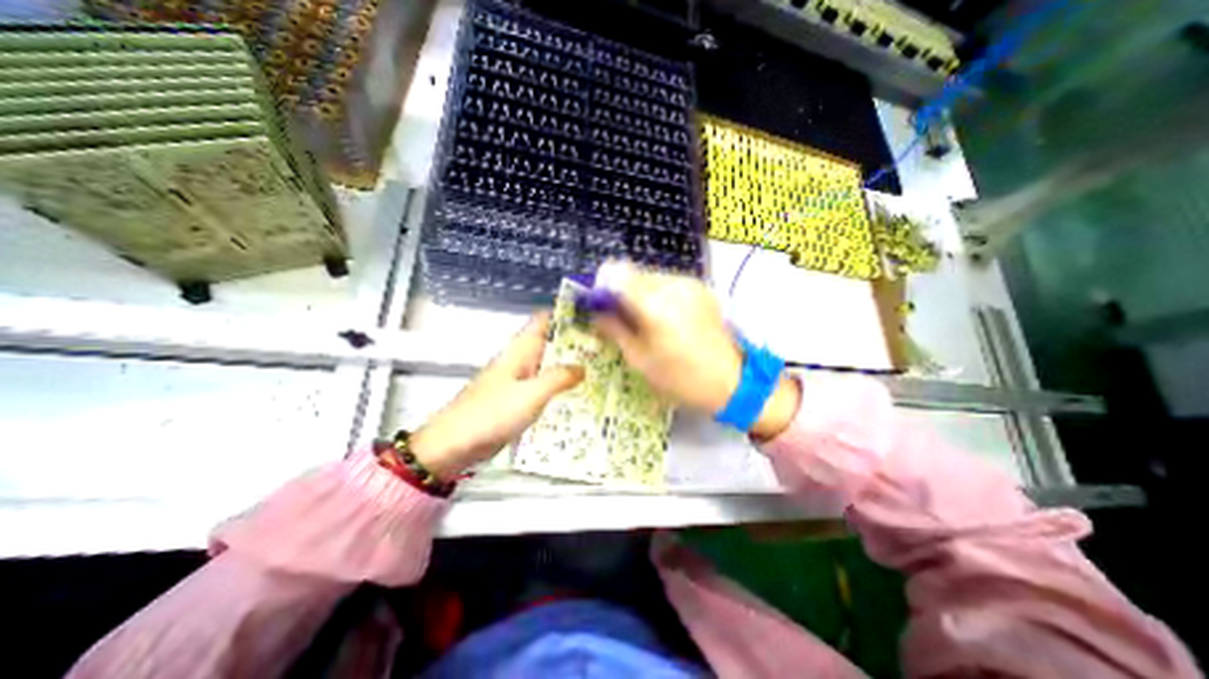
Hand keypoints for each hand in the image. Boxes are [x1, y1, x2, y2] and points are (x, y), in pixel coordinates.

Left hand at [409, 314, 588, 481]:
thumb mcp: (530, 394)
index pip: (544, 320)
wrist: (454, 445)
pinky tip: (577, 393)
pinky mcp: (517, 398)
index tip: (593, 317)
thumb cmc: (491, 414)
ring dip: (570, 363)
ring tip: (600, 367)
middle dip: (575, 341)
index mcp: (520, 350)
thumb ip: (558, 378)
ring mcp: (519, 380)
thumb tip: (582, 367)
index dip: (566, 314)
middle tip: (605, 346)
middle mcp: (520, 360)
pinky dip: (560, 385)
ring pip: (549, 363)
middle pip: (550, 342)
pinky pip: (544, 385)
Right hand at [591, 266, 801, 440]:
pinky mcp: (702, 288)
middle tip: (621, 316)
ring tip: (647, 321)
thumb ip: (614, 329)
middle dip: (621, 291)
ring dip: (640, 293)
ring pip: (651, 277)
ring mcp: (690, 284)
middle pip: (633, 273)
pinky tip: (666, 318)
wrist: (730, 382)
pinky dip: (659, 295)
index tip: (599, 303)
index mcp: (654, 305)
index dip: (602, 285)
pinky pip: (669, 283)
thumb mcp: (639, 360)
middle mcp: (672, 286)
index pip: (616, 274)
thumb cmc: (679, 378)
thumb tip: (596, 311)